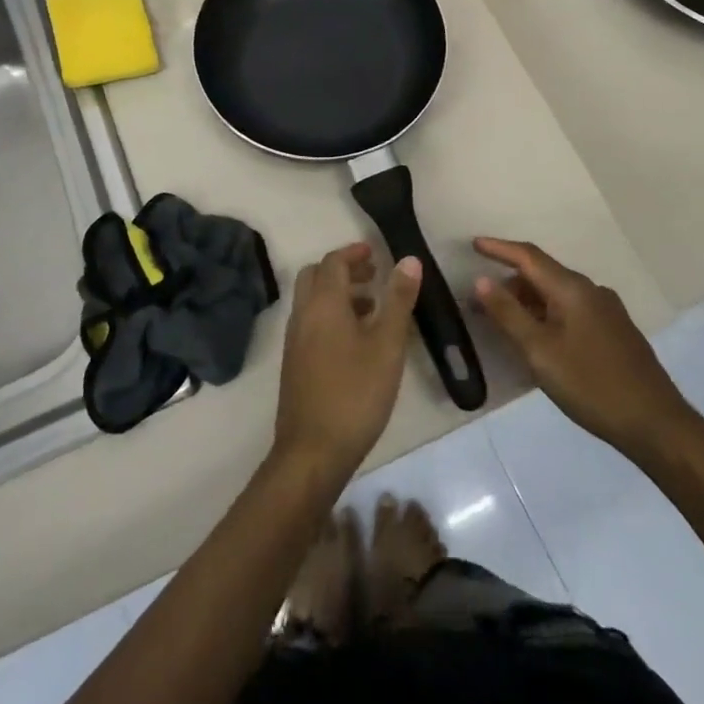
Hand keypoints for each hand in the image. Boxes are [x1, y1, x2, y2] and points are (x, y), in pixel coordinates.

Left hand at [273, 243, 420, 486]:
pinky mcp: (295, 362)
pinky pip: (311, 322)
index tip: (377, 253)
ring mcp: (295, 340)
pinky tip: (356, 341)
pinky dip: (331, 315)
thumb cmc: (355, 393)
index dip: (354, 252)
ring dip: (338, 293)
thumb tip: (409, 260)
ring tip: (373, 307)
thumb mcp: (387, 345)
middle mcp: (303, 315)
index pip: (333, 262)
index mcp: (323, 304)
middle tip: (373, 275)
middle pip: (316, 276)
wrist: (313, 451)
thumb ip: (398, 300)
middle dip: (343, 269)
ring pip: (312, 300)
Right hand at [472, 237, 698, 455]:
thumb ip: (508, 314)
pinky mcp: (615, 332)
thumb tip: (482, 280)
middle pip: (543, 274)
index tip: (473, 244)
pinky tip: (539, 338)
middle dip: (509, 282)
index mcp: (573, 289)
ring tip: (504, 322)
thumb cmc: (591, 385)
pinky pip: (572, 310)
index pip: (528, 256)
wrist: (656, 424)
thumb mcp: (540, 351)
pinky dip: (547, 314)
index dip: (499, 248)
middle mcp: (592, 291)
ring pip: (558, 294)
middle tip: (479, 301)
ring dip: (528, 301)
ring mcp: (607, 311)